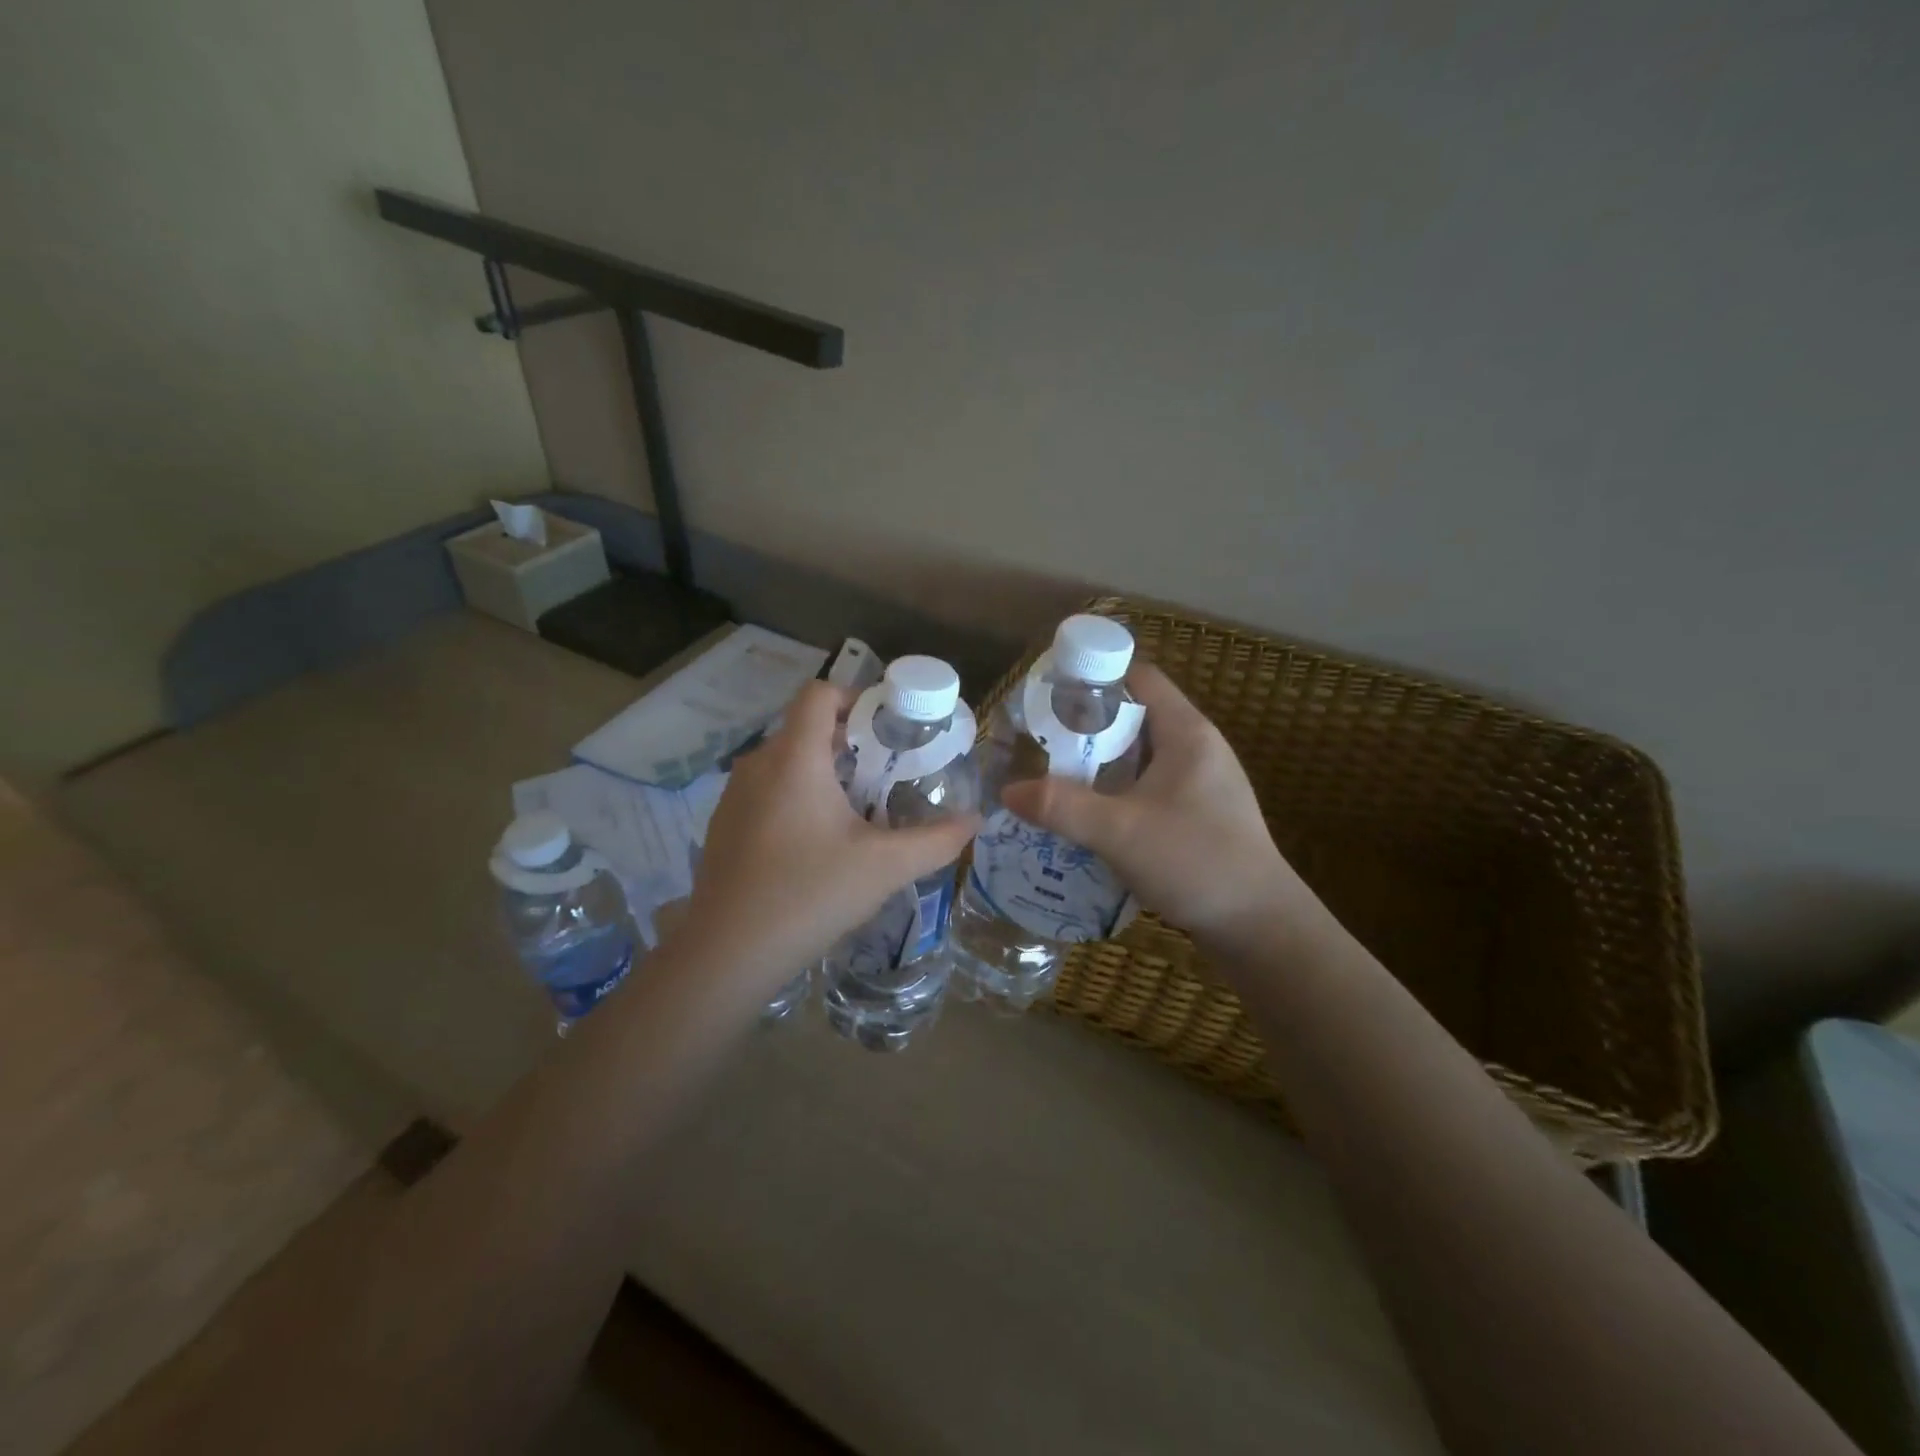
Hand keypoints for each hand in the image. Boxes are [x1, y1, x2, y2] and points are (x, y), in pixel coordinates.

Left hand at [675, 681, 979, 993]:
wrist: (727, 954)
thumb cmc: (810, 894)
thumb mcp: (885, 866)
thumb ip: (937, 840)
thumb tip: (976, 820)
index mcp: (794, 758)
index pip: (819, 693)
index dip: (855, 697)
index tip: (887, 727)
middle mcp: (757, 765)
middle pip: (805, 729)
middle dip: (848, 742)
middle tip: (884, 773)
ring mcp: (734, 796)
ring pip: (785, 763)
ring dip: (822, 773)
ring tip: (855, 811)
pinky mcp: (723, 827)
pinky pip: (766, 792)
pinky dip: (795, 798)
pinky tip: (814, 845)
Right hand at [999, 663, 1315, 951]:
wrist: (1260, 926)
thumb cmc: (1196, 862)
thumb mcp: (1120, 832)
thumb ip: (1061, 807)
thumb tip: (1007, 791)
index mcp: (1187, 733)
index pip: (1139, 678)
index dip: (1095, 678)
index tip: (1051, 695)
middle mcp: (1197, 748)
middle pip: (1136, 717)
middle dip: (1088, 727)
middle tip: (1043, 743)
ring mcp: (1201, 783)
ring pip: (1141, 756)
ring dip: (1101, 764)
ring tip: (1056, 778)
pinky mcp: (1200, 814)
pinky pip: (1149, 787)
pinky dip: (1118, 792)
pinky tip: (1090, 816)